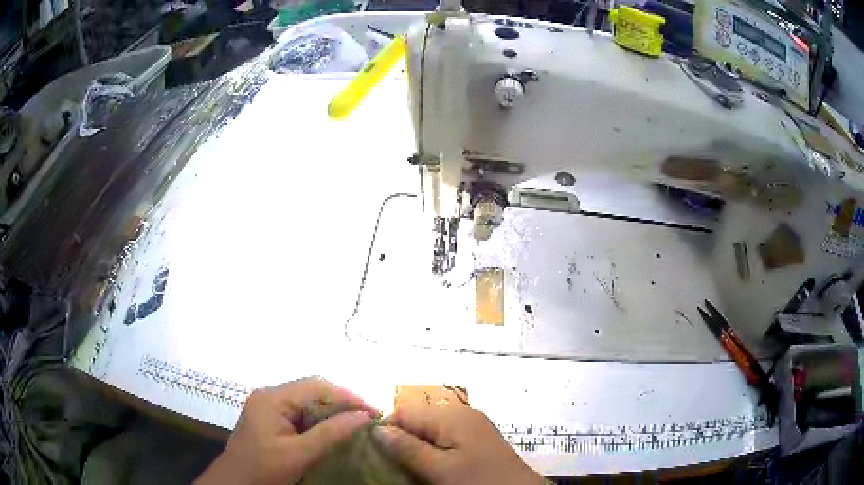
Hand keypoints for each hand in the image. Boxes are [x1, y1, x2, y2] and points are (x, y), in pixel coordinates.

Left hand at [195, 377, 377, 484]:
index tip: (374, 413)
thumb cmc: (263, 471)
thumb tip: (364, 416)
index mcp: (272, 398)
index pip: (316, 386)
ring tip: (357, 425)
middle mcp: (269, 395)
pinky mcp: (270, 420)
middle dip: (342, 403)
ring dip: (333, 412)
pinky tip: (334, 432)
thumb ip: (330, 434)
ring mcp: (268, 407)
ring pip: (308, 402)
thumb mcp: (298, 455)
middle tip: (369, 419)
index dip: (348, 396)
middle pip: (312, 390)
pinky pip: (301, 413)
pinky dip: (321, 421)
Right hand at [373, 401, 542, 484]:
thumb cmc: (479, 481)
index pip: (404, 411)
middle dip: (401, 441)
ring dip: (415, 450)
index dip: (386, 429)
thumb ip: (407, 448)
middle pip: (417, 421)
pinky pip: (445, 442)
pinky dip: (432, 454)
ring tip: (406, 469)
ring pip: (430, 433)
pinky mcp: (477, 443)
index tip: (373, 453)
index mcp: (452, 416)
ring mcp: (472, 429)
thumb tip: (377, 429)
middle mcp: (462, 415)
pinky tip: (428, 470)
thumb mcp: (440, 469)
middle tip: (389, 465)